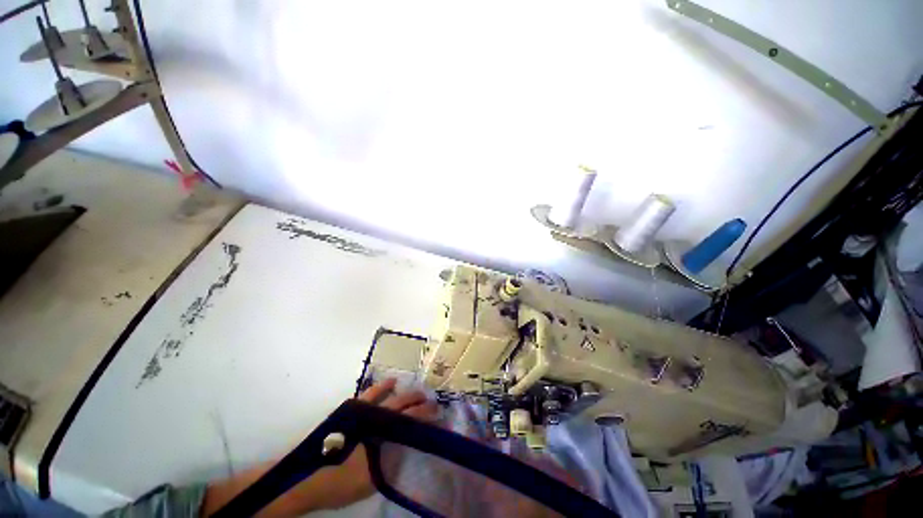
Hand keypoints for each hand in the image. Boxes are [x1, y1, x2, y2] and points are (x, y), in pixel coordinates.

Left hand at [201, 378, 437, 516]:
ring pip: (389, 396)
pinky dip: (381, 387)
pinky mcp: (351, 410)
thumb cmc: (339, 481)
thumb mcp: (371, 479)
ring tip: (417, 391)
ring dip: (405, 393)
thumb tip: (406, 445)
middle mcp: (374, 416)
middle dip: (419, 402)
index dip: (426, 417)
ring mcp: (362, 410)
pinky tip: (390, 382)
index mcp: (381, 432)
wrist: (305, 475)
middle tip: (431, 401)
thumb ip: (391, 460)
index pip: (410, 421)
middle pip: (402, 405)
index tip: (438, 414)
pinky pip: (369, 394)